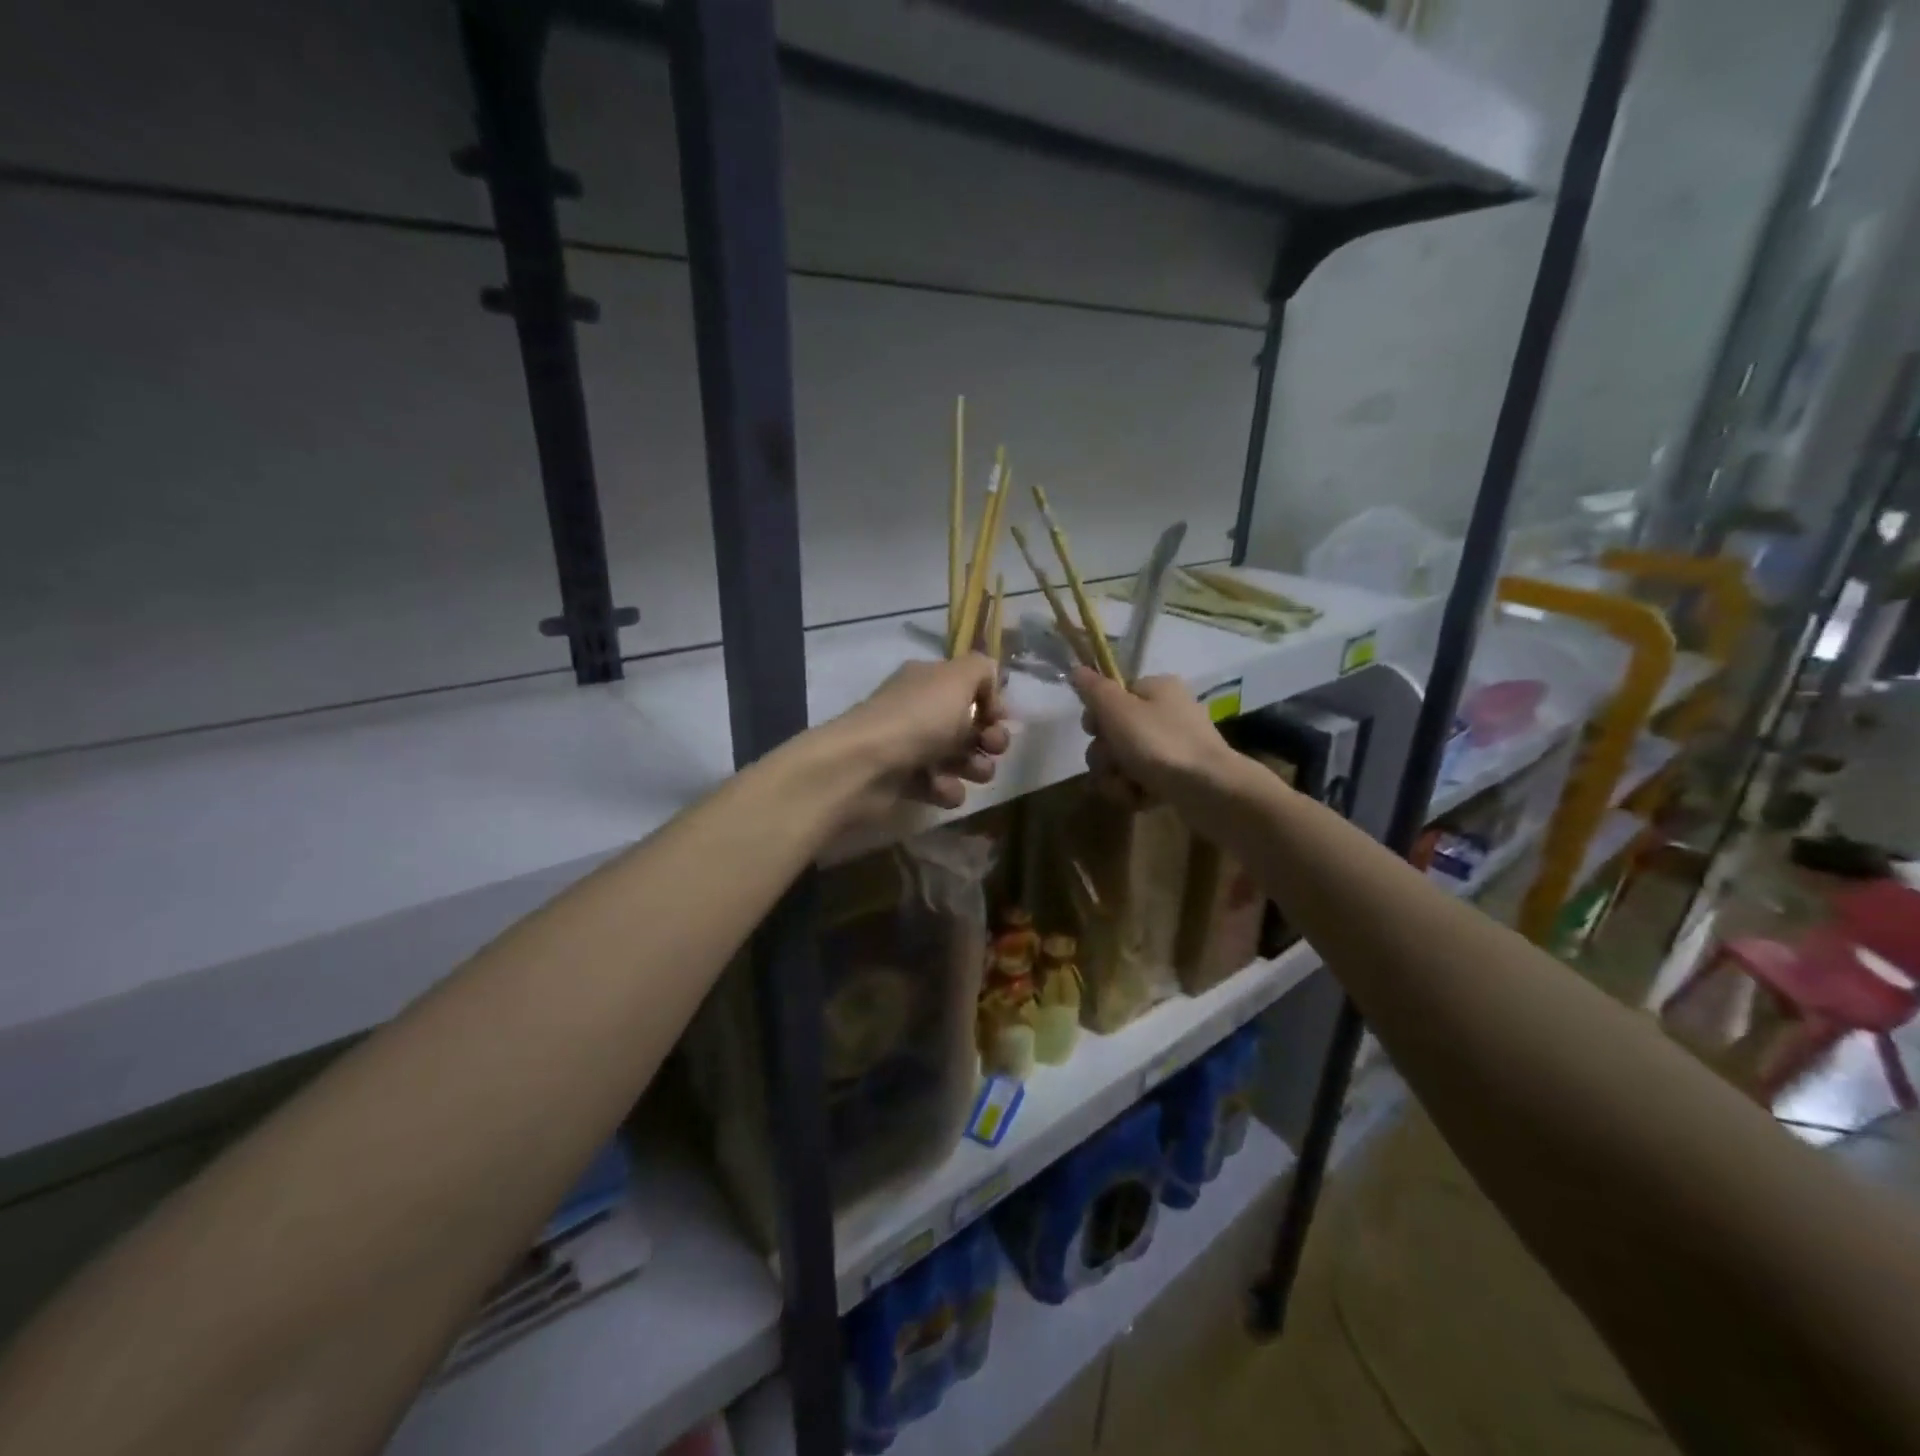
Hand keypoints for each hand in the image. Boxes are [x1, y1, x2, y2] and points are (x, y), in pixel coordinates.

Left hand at [834, 655, 1011, 815]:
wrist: (865, 767)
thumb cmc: (917, 718)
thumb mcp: (957, 678)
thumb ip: (982, 670)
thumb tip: (989, 686)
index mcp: (928, 681)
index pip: (969, 686)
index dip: (992, 702)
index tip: (999, 717)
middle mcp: (919, 710)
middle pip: (969, 725)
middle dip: (991, 738)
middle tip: (992, 747)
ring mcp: (911, 748)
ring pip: (959, 759)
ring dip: (975, 767)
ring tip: (973, 772)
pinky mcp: (904, 783)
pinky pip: (939, 787)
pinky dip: (946, 790)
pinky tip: (941, 789)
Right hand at [1069, 667, 1238, 809]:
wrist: (1209, 789)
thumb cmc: (1160, 743)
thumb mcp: (1118, 710)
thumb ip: (1094, 689)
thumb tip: (1077, 670)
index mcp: (1157, 689)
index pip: (1113, 696)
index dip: (1097, 716)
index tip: (1093, 731)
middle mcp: (1167, 713)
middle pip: (1115, 732)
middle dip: (1105, 755)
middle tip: (1112, 764)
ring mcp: (1174, 747)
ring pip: (1124, 760)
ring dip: (1115, 777)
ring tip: (1127, 787)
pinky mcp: (1177, 777)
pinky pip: (1141, 780)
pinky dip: (1135, 790)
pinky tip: (1139, 798)